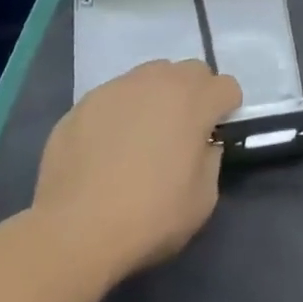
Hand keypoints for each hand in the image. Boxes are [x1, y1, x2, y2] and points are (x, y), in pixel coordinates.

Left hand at [31, 59, 241, 284]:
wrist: (75, 230)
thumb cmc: (150, 216)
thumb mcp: (203, 199)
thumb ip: (210, 159)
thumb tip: (201, 144)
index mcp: (194, 100)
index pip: (227, 86)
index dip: (226, 110)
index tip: (214, 134)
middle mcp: (159, 81)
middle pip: (190, 70)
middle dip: (195, 93)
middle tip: (183, 130)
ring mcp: (118, 88)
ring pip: (150, 77)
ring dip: (156, 96)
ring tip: (142, 134)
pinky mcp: (84, 102)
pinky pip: (114, 97)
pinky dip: (120, 113)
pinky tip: (107, 147)